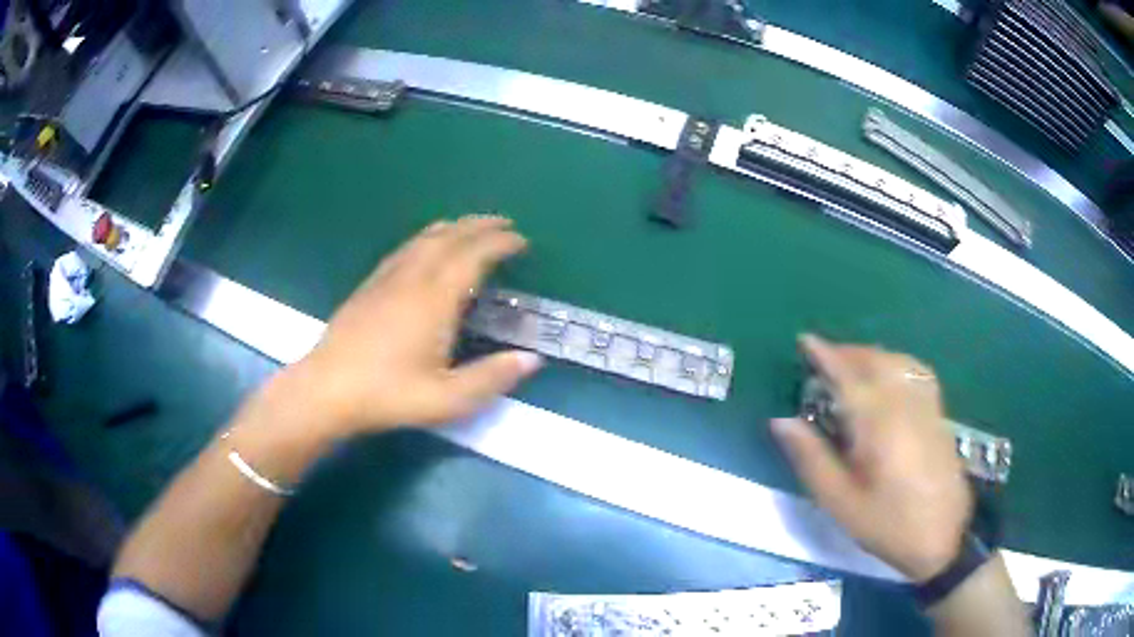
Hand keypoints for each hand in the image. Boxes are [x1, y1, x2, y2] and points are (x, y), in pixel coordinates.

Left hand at [285, 215, 542, 437]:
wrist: (327, 389)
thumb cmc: (389, 395)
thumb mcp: (447, 399)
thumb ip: (492, 378)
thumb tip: (532, 358)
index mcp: (435, 299)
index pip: (473, 255)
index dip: (500, 243)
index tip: (522, 240)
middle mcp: (413, 277)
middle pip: (450, 237)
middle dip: (480, 226)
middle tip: (504, 224)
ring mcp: (387, 277)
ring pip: (425, 238)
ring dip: (454, 227)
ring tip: (472, 227)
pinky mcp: (370, 284)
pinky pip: (405, 248)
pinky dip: (426, 237)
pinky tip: (426, 246)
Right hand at [771, 335, 972, 581]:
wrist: (941, 537)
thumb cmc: (886, 524)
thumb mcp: (840, 502)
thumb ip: (811, 458)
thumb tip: (781, 420)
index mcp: (878, 423)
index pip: (847, 375)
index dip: (825, 355)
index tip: (804, 341)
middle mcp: (905, 403)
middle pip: (875, 360)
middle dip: (847, 352)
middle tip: (823, 358)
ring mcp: (926, 405)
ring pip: (897, 361)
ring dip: (871, 354)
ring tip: (851, 364)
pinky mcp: (938, 412)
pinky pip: (915, 370)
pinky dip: (896, 362)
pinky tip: (889, 376)